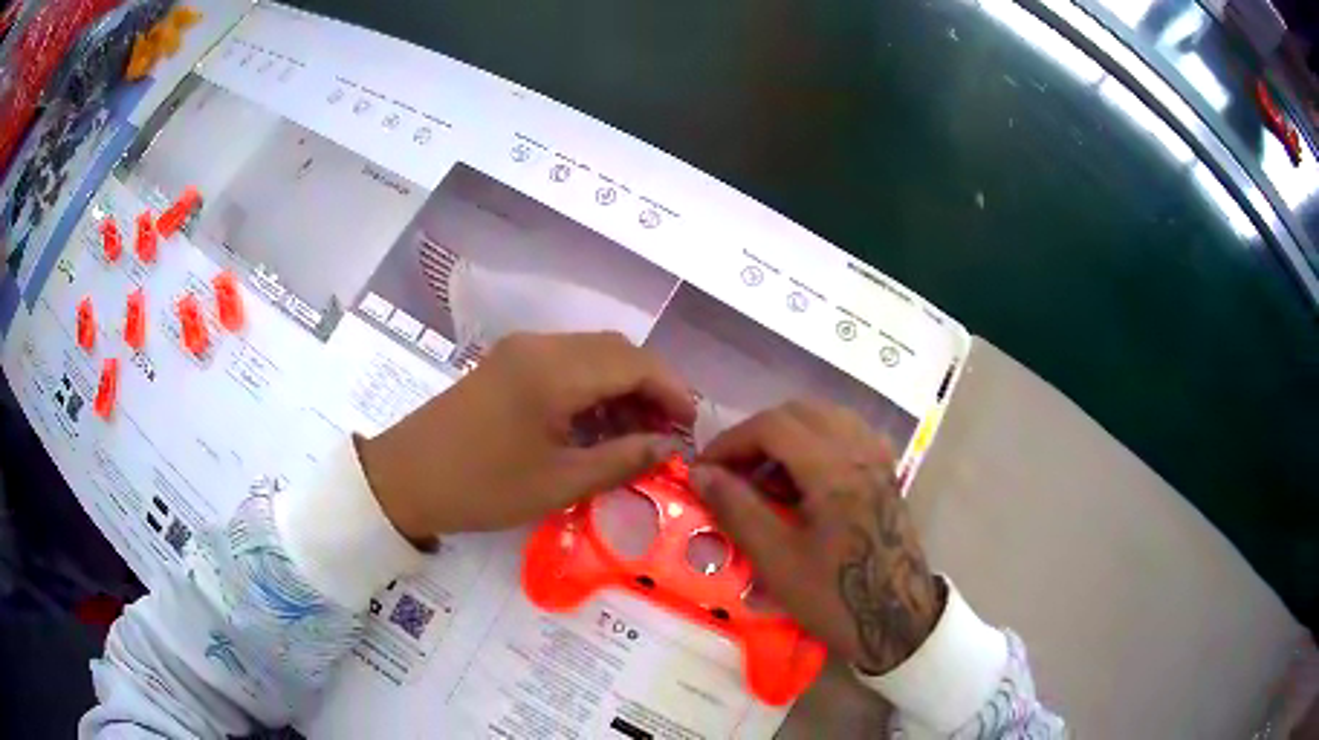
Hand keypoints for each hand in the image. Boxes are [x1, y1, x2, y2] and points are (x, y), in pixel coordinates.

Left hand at [357, 332, 694, 541]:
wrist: (404, 478)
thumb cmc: (481, 486)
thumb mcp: (558, 483)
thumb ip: (622, 460)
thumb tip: (670, 448)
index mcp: (554, 370)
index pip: (635, 362)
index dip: (672, 390)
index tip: (691, 427)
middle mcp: (540, 346)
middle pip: (615, 351)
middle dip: (650, 386)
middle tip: (667, 433)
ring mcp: (520, 350)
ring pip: (591, 354)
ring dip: (621, 386)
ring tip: (637, 433)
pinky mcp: (506, 363)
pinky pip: (565, 363)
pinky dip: (591, 387)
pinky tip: (596, 423)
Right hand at [692, 401, 941, 674]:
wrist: (897, 622)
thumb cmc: (834, 597)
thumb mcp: (777, 560)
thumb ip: (737, 509)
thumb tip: (701, 473)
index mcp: (835, 471)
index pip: (774, 426)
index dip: (732, 440)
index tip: (705, 468)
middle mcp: (860, 452)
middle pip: (800, 412)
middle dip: (757, 433)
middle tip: (731, 469)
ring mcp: (878, 460)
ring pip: (826, 418)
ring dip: (787, 434)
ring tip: (764, 472)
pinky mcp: (886, 474)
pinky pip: (848, 433)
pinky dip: (817, 441)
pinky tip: (804, 475)